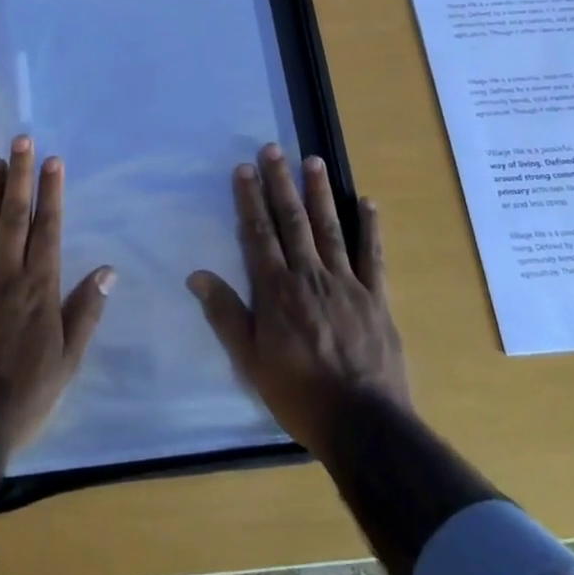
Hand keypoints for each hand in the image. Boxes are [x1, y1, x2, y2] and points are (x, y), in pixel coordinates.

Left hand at [0, 136, 115, 454]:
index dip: (51, 192)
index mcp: (40, 288)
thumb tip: (108, 270)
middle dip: (19, 176)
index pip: (48, 228)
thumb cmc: (25, 394)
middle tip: (21, 140)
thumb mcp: (68, 359)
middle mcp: (6, 275)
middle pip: (14, 216)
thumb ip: (85, 310)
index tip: (53, 161)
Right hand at [187, 144, 409, 459]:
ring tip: (313, 160)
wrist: (364, 425)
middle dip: (280, 183)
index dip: (250, 200)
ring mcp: (346, 283)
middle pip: (292, 221)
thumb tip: (197, 275)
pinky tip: (367, 202)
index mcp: (277, 290)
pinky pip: (373, 255)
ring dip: (319, 192)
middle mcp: (309, 276)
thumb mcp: (251, 361)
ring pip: (329, 228)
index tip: (244, 168)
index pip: (259, 234)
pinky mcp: (376, 297)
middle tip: (273, 149)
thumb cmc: (299, 394)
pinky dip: (370, 227)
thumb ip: (225, 315)